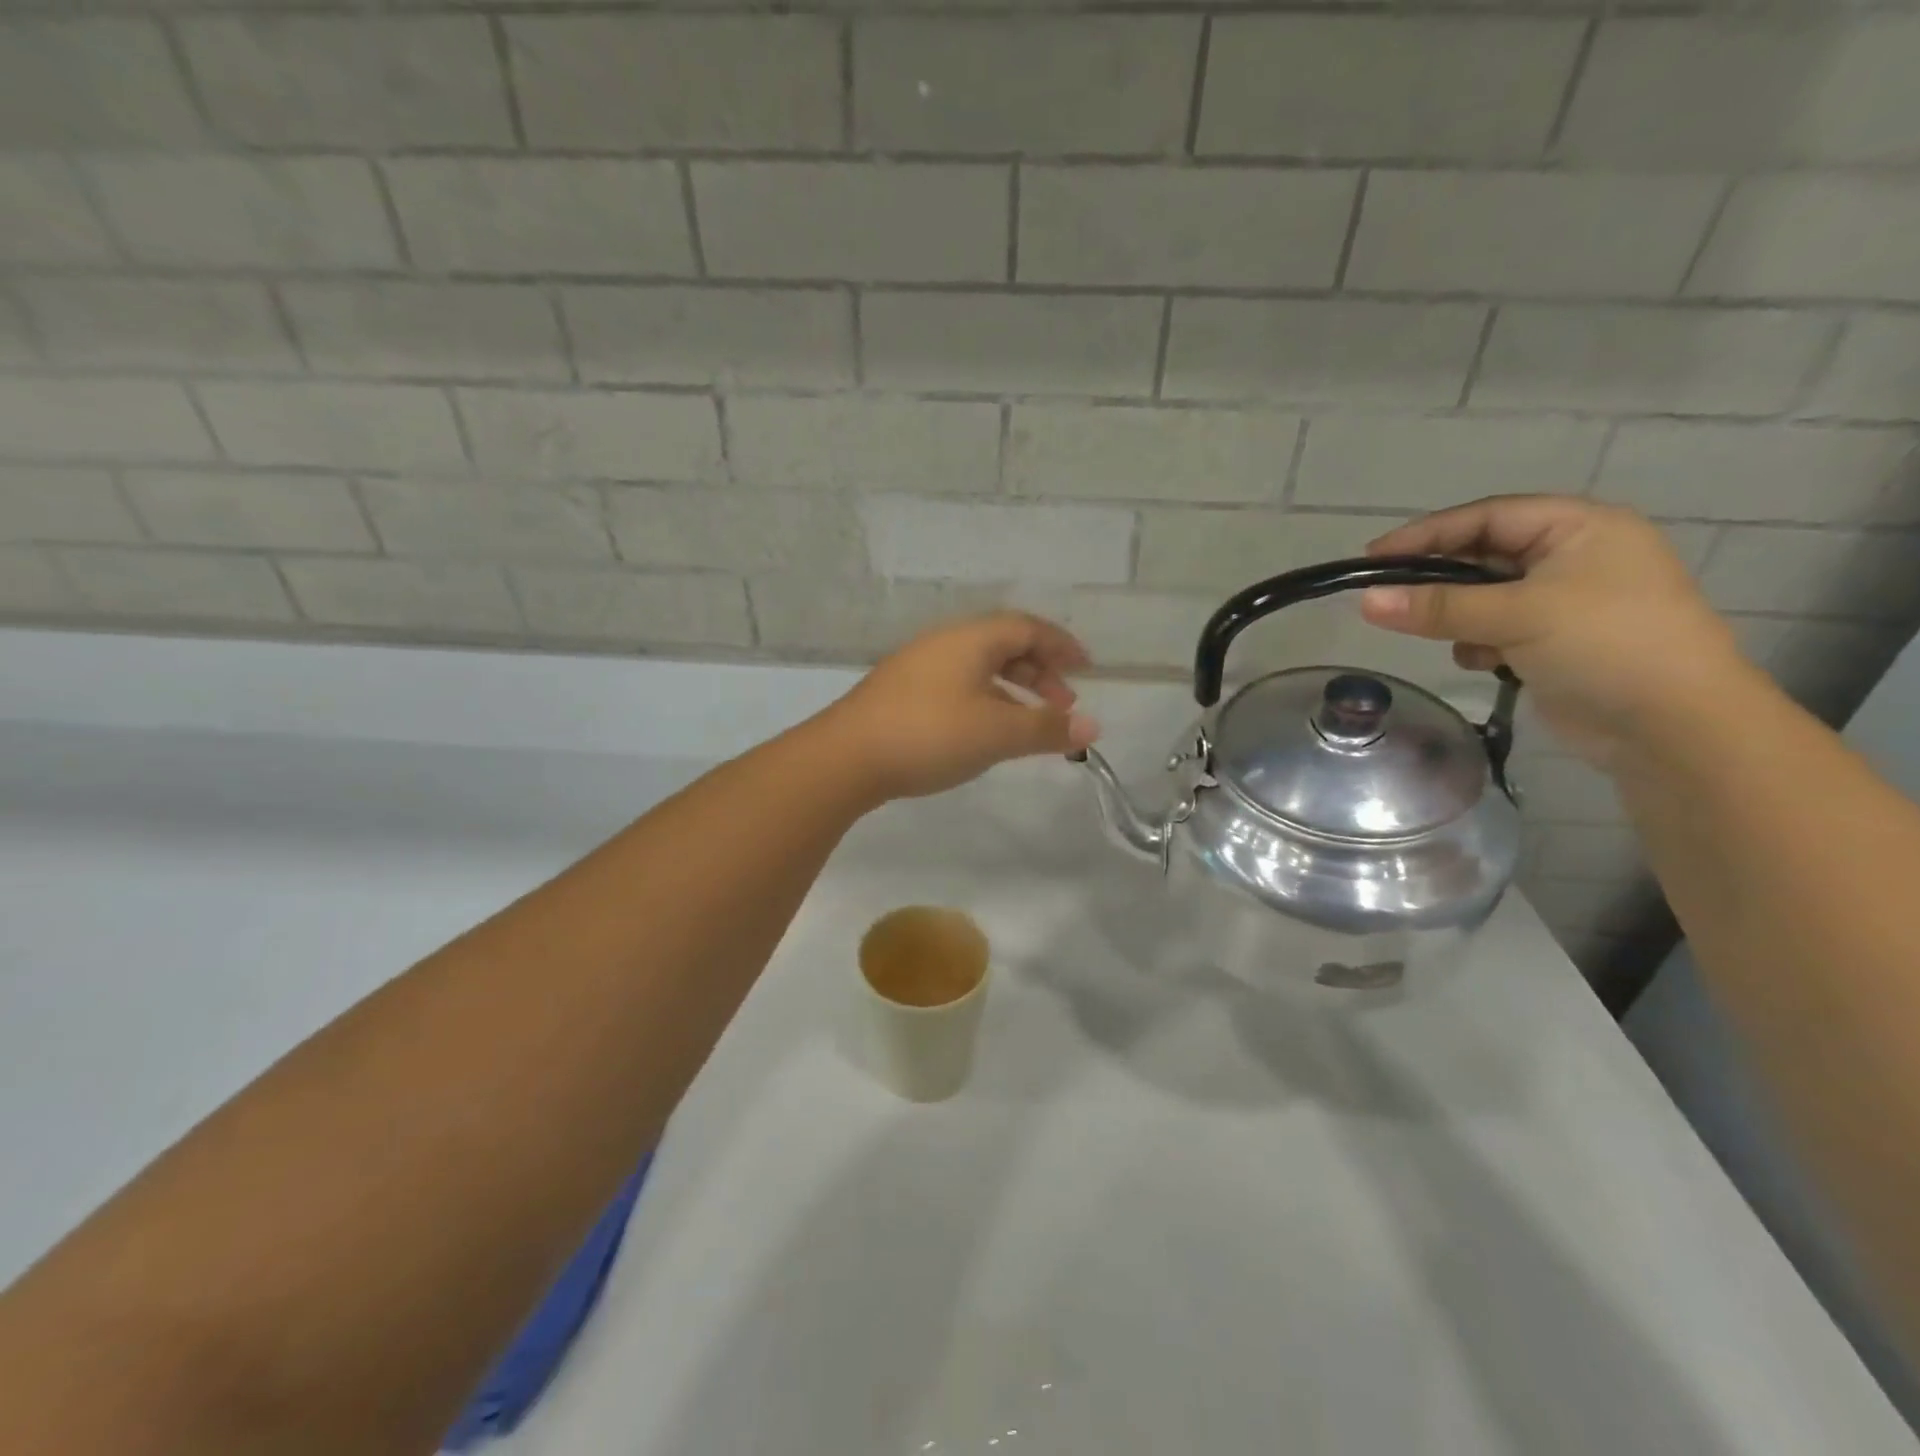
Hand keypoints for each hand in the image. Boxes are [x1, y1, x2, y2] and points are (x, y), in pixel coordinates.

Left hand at [820, 612, 1100, 800]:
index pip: (1028, 627)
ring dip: (1012, 689)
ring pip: (979, 666)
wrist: (846, 757)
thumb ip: (1046, 728)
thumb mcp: (997, 733)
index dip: (1061, 645)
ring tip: (1029, 722)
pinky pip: (958, 684)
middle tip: (1061, 704)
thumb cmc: (930, 735)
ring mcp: (918, 666)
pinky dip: (985, 700)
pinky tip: (985, 730)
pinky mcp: (901, 692)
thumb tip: (1093, 726)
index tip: (1086, 669)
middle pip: (1004, 643)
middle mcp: (945, 643)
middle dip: (1039, 671)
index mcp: (971, 639)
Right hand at [1359, 496, 1747, 765]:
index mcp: (1579, 528)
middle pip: (1482, 556)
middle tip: (1386, 598)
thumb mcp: (1517, 616)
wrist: (1672, 726)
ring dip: (1459, 617)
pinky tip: (1485, 663)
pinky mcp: (1555, 641)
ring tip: (1448, 639)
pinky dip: (1480, 642)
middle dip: (1439, 581)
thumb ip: (1437, 607)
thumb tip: (1364, 601)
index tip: (1371, 557)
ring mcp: (1565, 601)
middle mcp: (1573, 556)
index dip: (1426, 534)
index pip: (1486, 517)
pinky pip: (1496, 629)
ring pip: (1483, 597)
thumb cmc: (1605, 645)